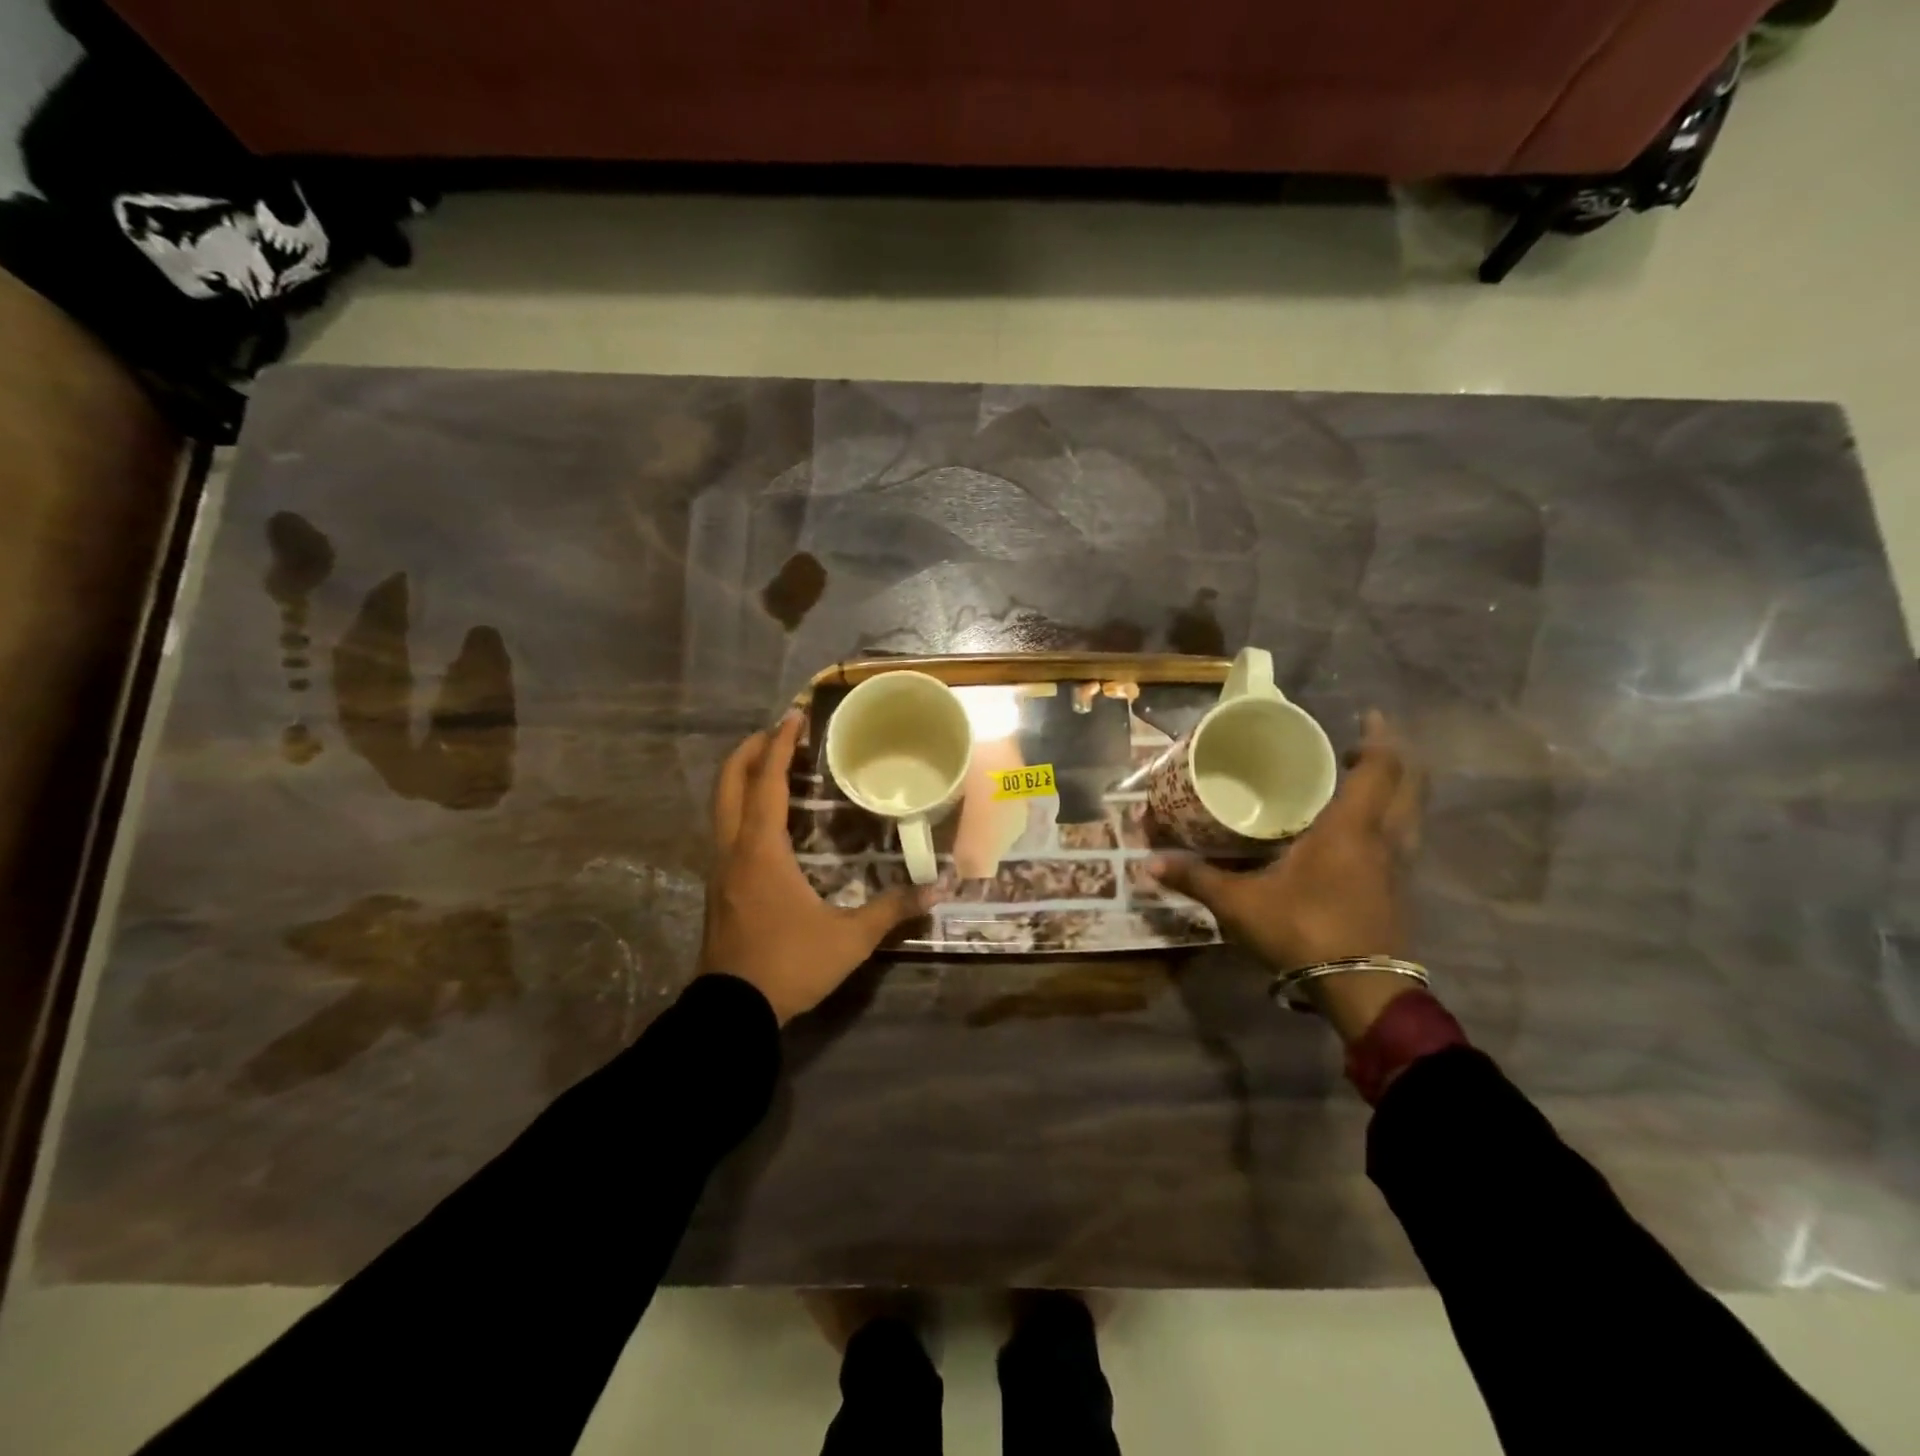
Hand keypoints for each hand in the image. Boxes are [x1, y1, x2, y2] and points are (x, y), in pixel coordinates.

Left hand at [702, 712, 931, 1023]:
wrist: (731, 1014)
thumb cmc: (789, 966)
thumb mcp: (849, 939)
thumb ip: (892, 910)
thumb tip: (939, 888)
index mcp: (761, 851)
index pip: (767, 783)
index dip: (780, 746)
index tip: (793, 717)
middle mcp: (734, 850)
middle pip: (729, 784)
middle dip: (751, 751)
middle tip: (779, 733)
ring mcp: (719, 870)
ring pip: (721, 806)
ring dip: (743, 778)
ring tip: (773, 767)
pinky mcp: (718, 888)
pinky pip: (725, 830)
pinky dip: (741, 807)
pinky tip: (766, 820)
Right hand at [1152, 711, 1422, 1040]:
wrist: (1362, 991)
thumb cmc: (1304, 931)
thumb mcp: (1240, 904)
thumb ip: (1197, 879)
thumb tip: (1147, 864)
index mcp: (1350, 829)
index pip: (1379, 769)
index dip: (1379, 739)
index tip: (1367, 717)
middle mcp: (1384, 839)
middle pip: (1410, 784)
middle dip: (1394, 757)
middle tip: (1359, 745)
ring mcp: (1398, 866)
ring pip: (1412, 812)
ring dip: (1397, 788)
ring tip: (1362, 780)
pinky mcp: (1400, 890)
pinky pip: (1404, 837)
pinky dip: (1393, 818)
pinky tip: (1363, 830)